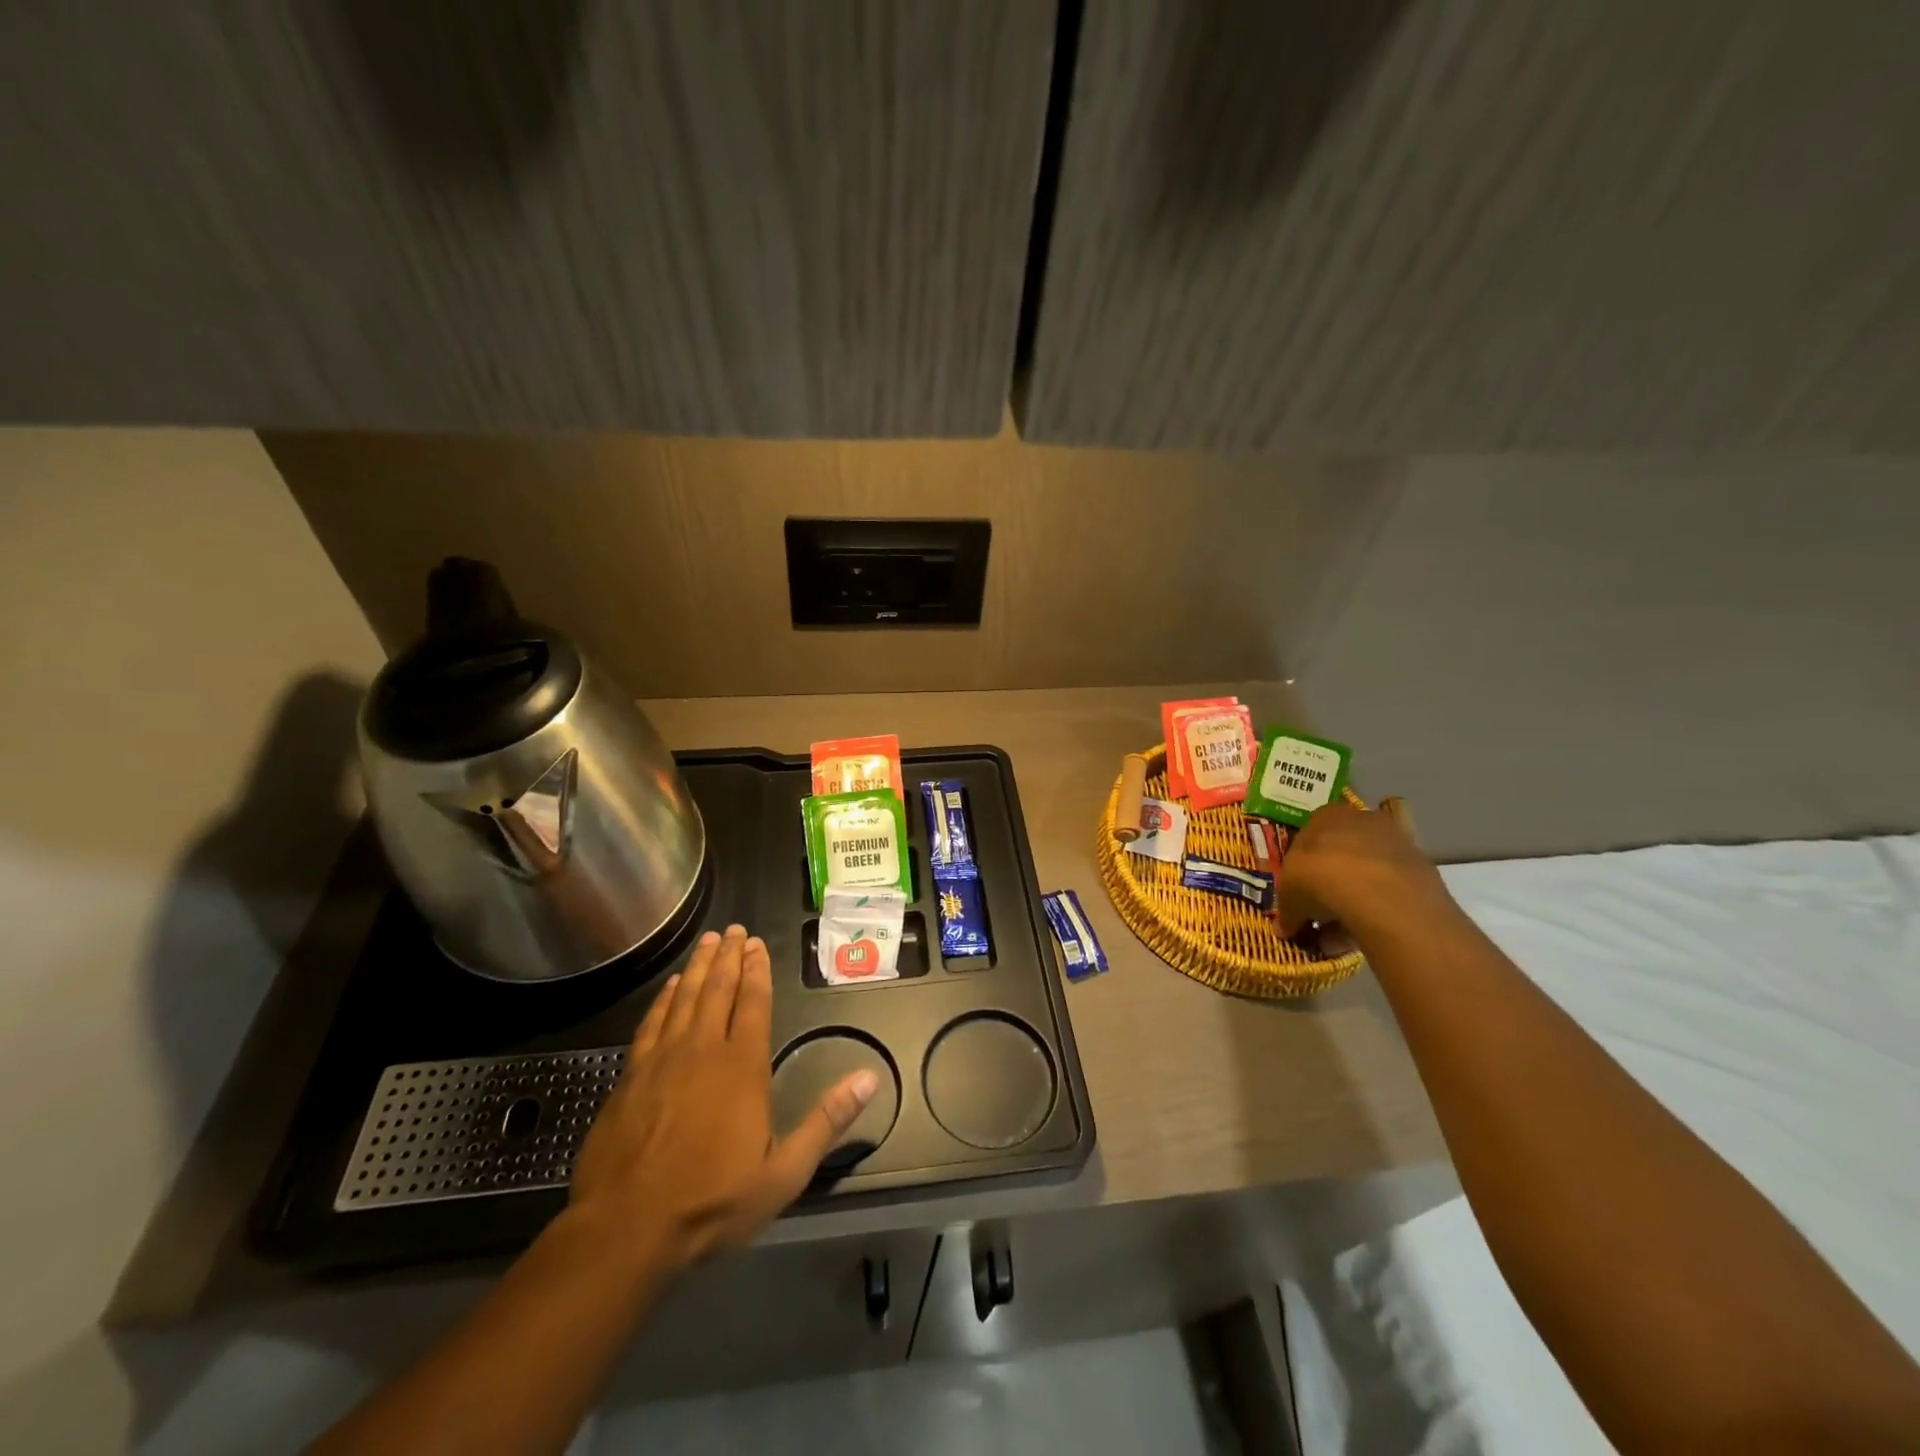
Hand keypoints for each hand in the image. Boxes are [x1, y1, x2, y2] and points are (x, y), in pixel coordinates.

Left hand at [569, 924, 878, 1275]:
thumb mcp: (784, 1172)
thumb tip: (869, 1078)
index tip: (757, 944)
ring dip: (698, 967)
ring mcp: (662, 1060)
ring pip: (684, 998)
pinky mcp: (630, 1076)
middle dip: (729, 957)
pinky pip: (651, 1023)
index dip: (757, 971)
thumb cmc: (712, 1201)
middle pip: (718, 990)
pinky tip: (670, 987)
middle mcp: (703, 1050)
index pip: (753, 1004)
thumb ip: (827, 1121)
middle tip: (734, 929)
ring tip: (708, 942)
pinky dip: (664, 999)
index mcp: (742, 1067)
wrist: (626, 1229)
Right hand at [1278, 801, 1452, 938]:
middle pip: (1342, 853)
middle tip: (1321, 915)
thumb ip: (1287, 910)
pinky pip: (1391, 889)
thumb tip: (1286, 927)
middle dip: (1331, 883)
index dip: (1303, 866)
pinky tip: (1366, 931)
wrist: (1378, 891)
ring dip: (1354, 899)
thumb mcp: (1289, 895)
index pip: (1310, 836)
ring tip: (1342, 935)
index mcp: (1325, 815)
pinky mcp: (1421, 867)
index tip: (1300, 891)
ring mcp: (1396, 841)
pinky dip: (1378, 908)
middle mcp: (1361, 820)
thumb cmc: (1319, 877)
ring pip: (1368, 872)